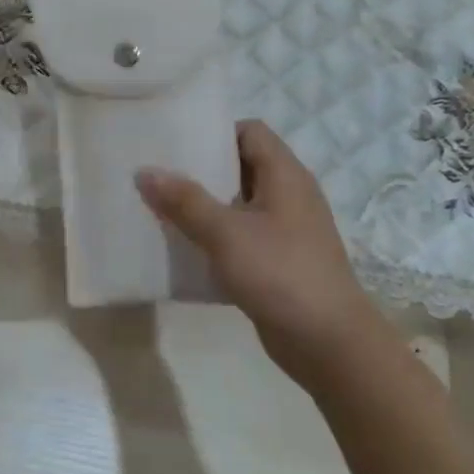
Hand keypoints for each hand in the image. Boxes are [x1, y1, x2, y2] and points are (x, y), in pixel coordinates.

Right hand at [137, 120, 383, 385]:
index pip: (249, 131)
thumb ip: (184, 200)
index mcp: (285, 174)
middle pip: (240, 165)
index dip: (213, 131)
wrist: (328, 342)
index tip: (175, 141)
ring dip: (204, 204)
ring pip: (238, 203)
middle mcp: (289, 194)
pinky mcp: (278, 259)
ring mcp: (286, 229)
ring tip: (161, 207)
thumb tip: (145, 171)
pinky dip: (215, 235)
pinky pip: (241, 234)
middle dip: (200, 169)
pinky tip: (184, 246)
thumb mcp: (225, 233)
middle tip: (157, 173)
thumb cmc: (280, 273)